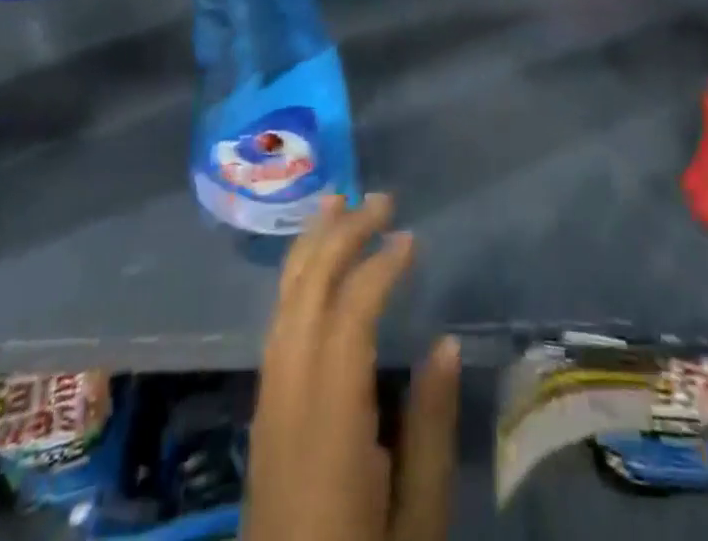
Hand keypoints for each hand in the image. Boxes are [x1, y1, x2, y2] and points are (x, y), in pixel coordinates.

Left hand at [245, 194, 461, 540]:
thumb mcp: (417, 524)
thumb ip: (430, 431)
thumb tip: (444, 343)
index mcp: (328, 422)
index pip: (348, 317)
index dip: (378, 268)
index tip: (410, 238)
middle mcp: (287, 398)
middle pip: (306, 293)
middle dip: (341, 235)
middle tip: (380, 198)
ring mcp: (267, 403)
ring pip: (283, 302)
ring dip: (311, 246)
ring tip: (337, 202)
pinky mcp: (262, 414)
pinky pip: (277, 324)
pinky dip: (296, 279)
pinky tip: (315, 265)